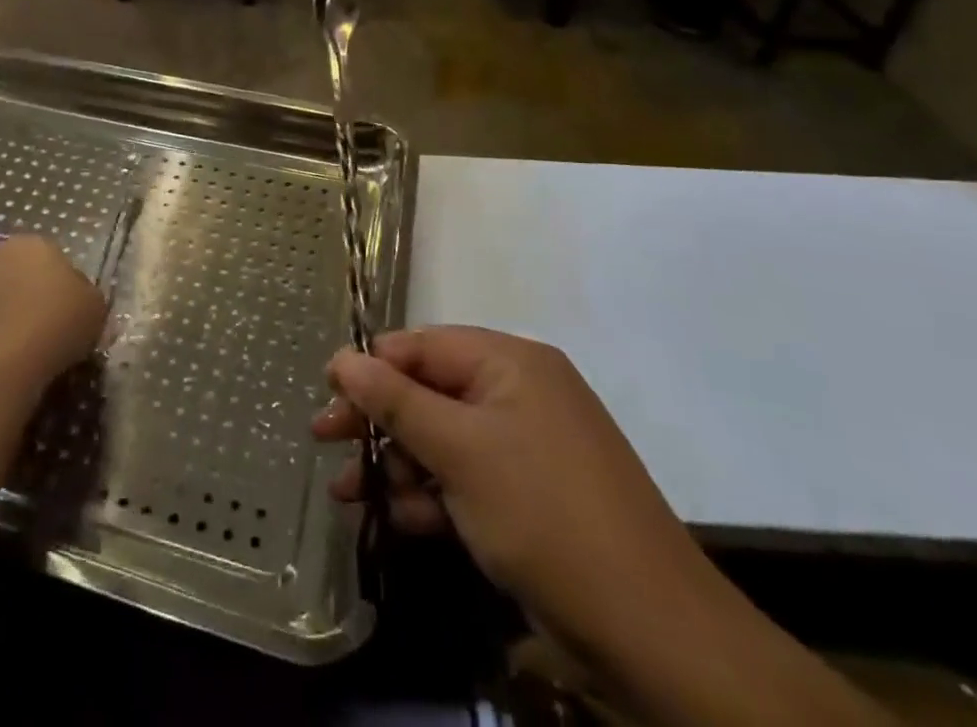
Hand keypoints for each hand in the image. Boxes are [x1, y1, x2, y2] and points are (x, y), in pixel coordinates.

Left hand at [0, 234, 105, 387]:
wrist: (4, 360)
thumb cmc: (58, 321)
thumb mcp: (96, 307)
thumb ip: (87, 297)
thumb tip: (79, 302)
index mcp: (35, 242)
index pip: (54, 258)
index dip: (65, 286)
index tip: (72, 312)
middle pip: (23, 274)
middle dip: (34, 295)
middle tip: (51, 328)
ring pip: (0, 298)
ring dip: (11, 315)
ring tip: (28, 349)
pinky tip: (7, 360)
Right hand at [313, 328, 715, 652]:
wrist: (650, 631)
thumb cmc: (541, 513)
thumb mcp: (458, 450)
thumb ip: (394, 400)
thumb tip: (342, 357)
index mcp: (510, 361)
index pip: (422, 345)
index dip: (371, 366)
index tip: (327, 394)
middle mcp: (519, 392)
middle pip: (429, 391)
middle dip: (378, 420)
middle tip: (326, 440)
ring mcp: (527, 446)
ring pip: (443, 438)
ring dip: (399, 463)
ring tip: (350, 494)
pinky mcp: (530, 495)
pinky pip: (467, 477)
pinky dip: (432, 493)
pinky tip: (399, 518)